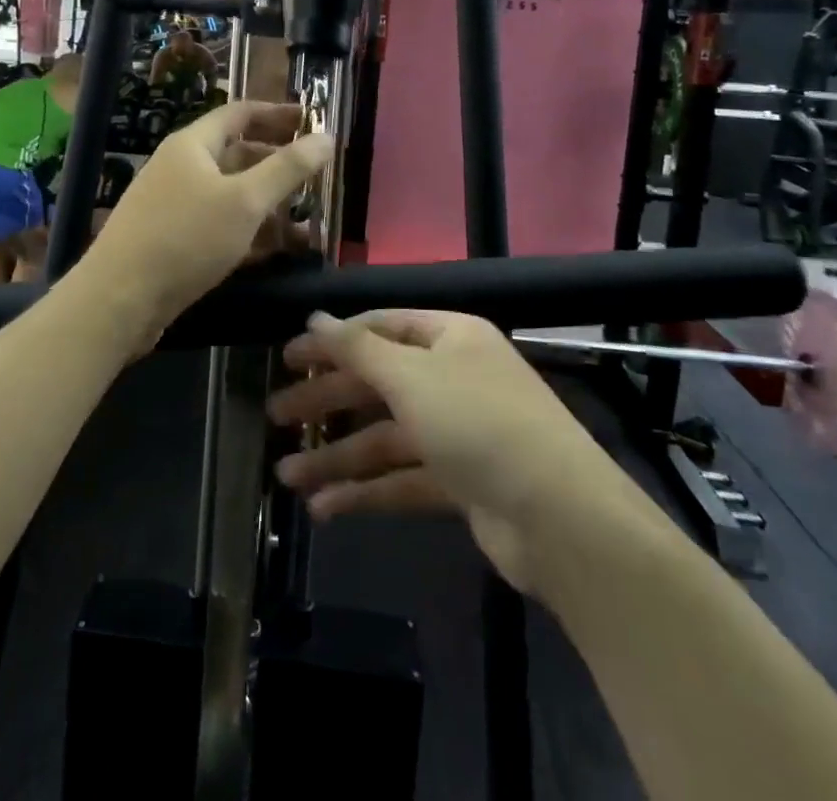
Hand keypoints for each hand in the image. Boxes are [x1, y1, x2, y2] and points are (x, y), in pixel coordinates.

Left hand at [85, 101, 332, 342]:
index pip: (240, 113)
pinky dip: (247, 231)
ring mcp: (173, 205)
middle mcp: (180, 167)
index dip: (277, 114)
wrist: (118, 300)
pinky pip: (218, 224)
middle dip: (276, 163)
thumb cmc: (185, 239)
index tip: (311, 121)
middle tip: (315, 175)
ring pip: (229, 194)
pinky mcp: (172, 240)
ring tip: (306, 219)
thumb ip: (288, 169)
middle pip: (236, 153)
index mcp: (192, 145)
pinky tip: (274, 250)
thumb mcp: (245, 201)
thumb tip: (327, 136)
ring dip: (266, 203)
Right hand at [268, 310, 608, 595]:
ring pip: (386, 437)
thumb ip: (357, 348)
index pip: (380, 327)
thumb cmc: (478, 423)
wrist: (561, 519)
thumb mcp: (410, 377)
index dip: (333, 341)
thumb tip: (315, 317)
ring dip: (338, 456)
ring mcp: (459, 432)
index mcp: (450, 337)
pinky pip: (403, 478)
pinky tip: (325, 508)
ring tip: (287, 477)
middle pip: (378, 383)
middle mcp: (454, 377)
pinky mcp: (461, 482)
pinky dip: (366, 491)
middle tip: (275, 415)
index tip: (288, 356)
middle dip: (327, 402)